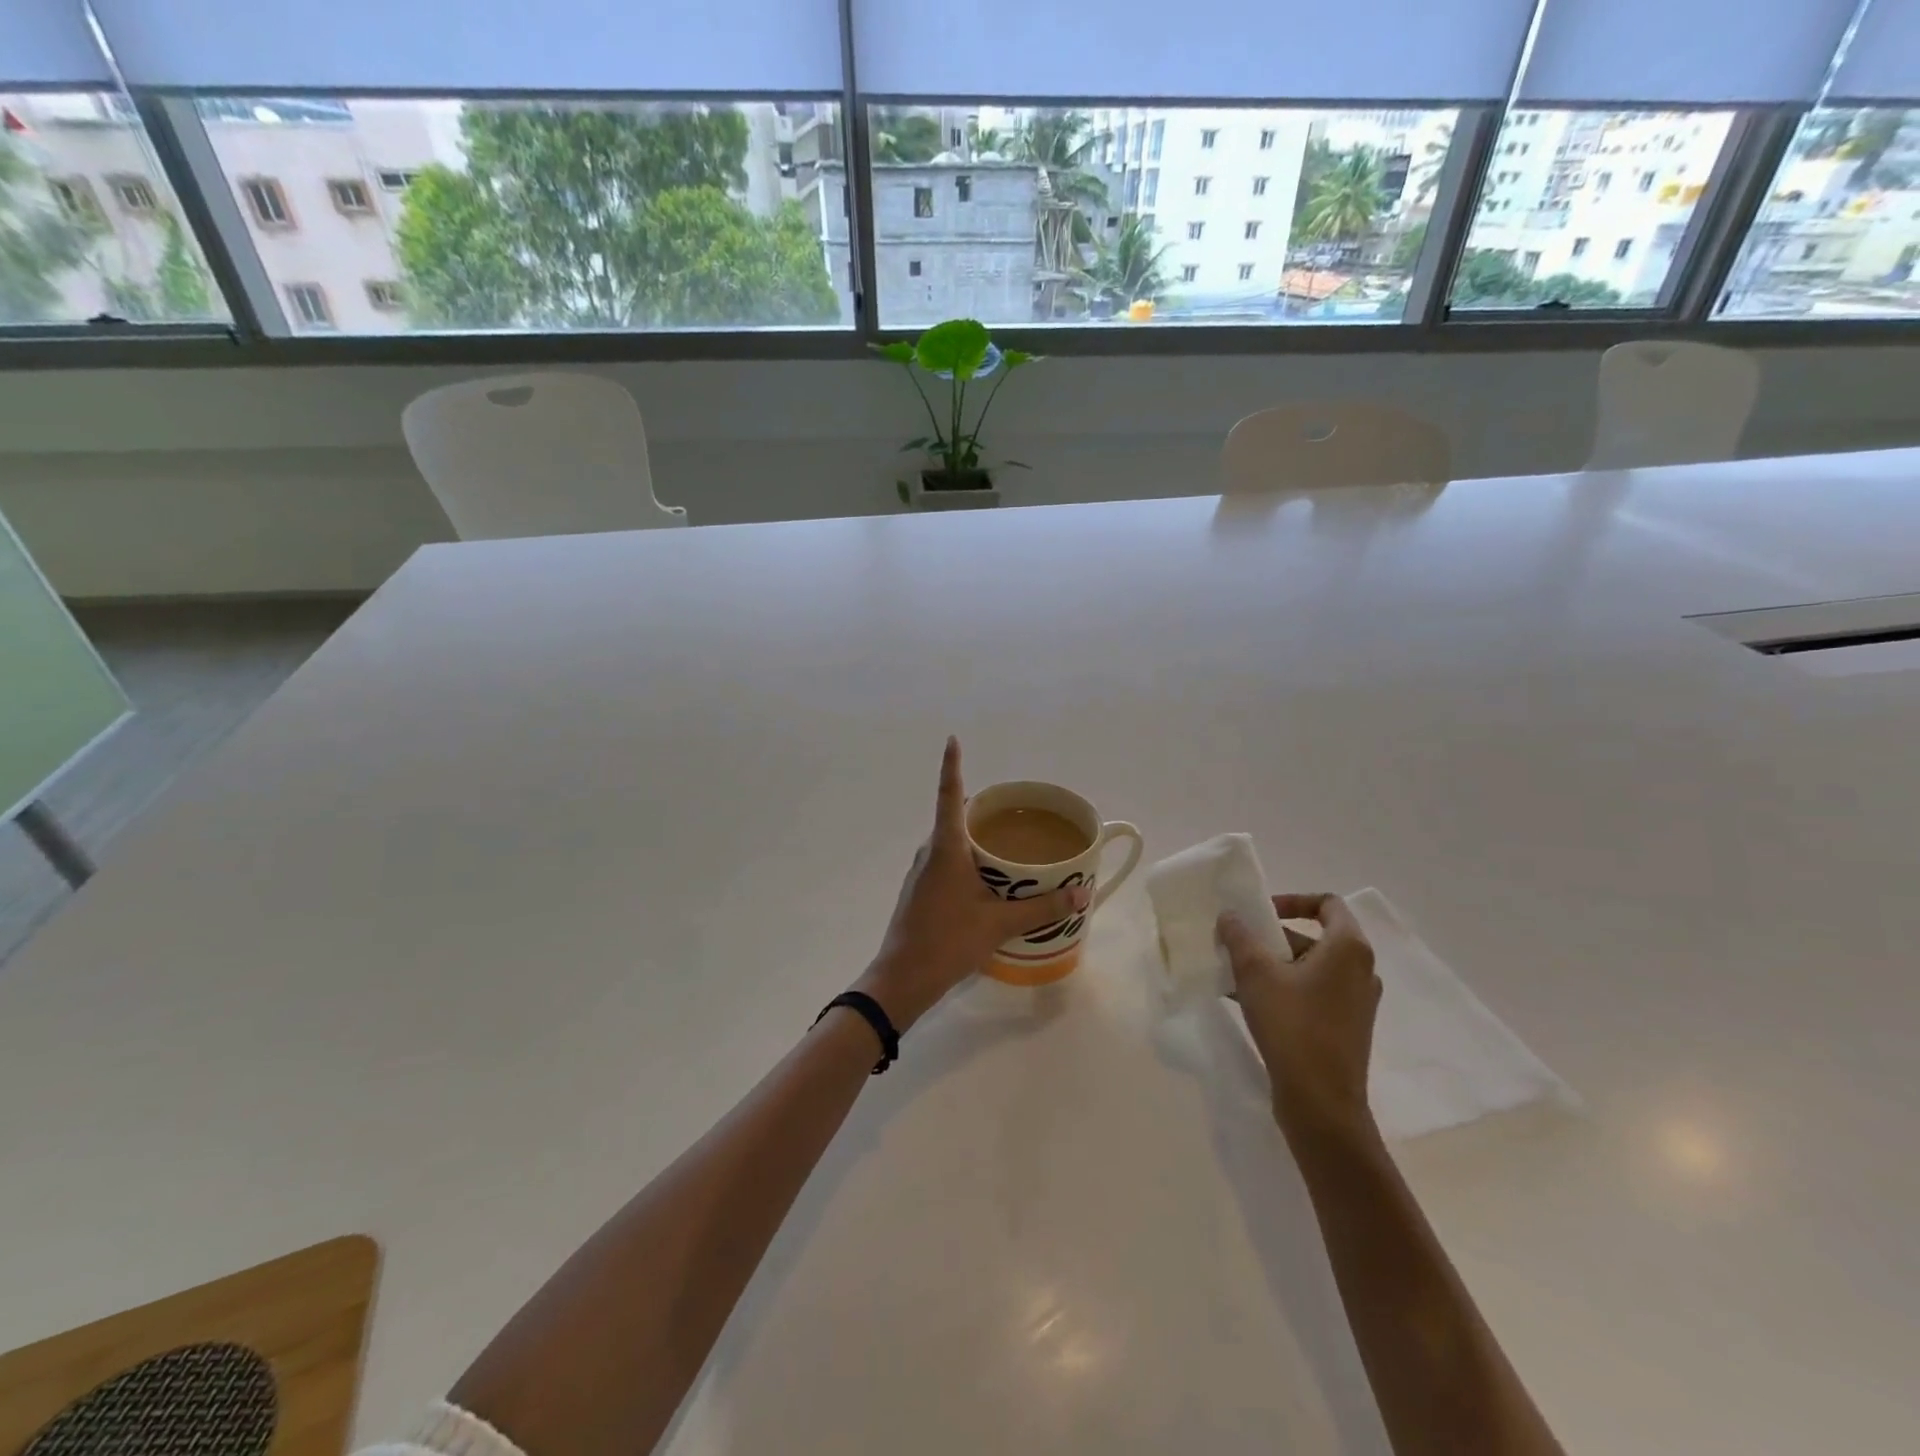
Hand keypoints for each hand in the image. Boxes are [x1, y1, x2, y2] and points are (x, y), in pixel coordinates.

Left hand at [857, 737, 1089, 1030]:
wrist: (901, 979)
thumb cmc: (947, 941)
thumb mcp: (999, 924)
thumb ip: (1042, 909)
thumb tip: (1082, 896)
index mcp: (945, 848)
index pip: (950, 796)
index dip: (952, 766)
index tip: (952, 739)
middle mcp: (930, 852)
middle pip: (954, 817)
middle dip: (982, 808)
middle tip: (1015, 806)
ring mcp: (921, 872)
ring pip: (951, 842)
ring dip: (975, 837)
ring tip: (1009, 841)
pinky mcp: (921, 891)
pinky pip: (947, 861)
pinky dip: (968, 859)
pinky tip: (988, 878)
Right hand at [1218, 893, 1380, 1138]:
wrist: (1321, 1103)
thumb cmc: (1293, 1026)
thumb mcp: (1256, 973)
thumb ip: (1240, 936)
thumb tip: (1231, 916)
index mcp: (1349, 948)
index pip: (1327, 904)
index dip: (1292, 901)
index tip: (1261, 914)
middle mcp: (1361, 970)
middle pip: (1314, 937)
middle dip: (1272, 938)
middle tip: (1239, 946)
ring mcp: (1357, 1002)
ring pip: (1310, 967)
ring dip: (1273, 965)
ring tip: (1234, 975)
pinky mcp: (1347, 1027)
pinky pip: (1313, 993)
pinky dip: (1284, 989)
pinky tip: (1247, 1002)